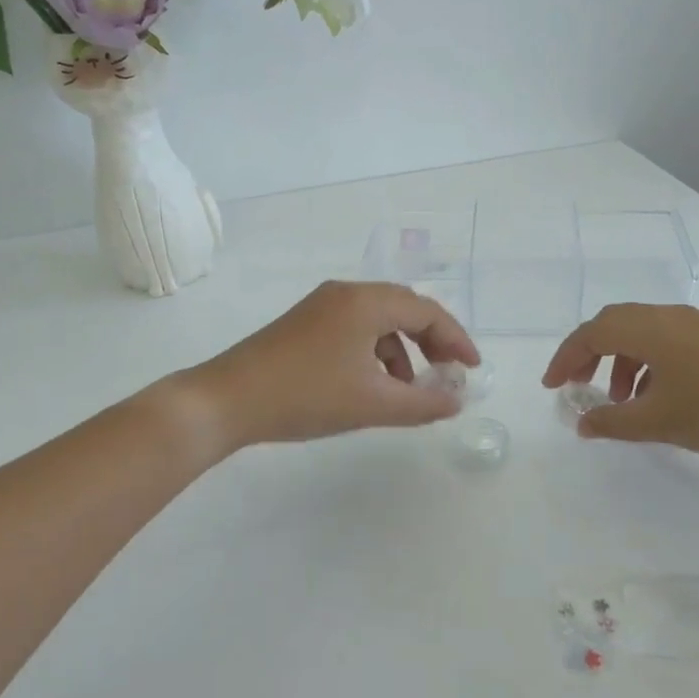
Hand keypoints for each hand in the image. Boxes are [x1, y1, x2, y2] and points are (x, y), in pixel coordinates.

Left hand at [180, 281, 480, 452]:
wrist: (226, 400)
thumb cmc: (306, 396)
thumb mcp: (372, 404)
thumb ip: (422, 403)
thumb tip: (457, 401)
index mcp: (366, 302)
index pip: (427, 311)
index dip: (456, 339)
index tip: (472, 369)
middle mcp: (346, 293)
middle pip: (404, 309)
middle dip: (431, 341)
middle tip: (447, 374)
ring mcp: (321, 306)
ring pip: (378, 320)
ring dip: (402, 350)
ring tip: (407, 389)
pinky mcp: (304, 323)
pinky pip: (355, 329)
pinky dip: (374, 352)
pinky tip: (370, 384)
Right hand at [541, 304, 698, 456]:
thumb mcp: (659, 422)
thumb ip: (613, 422)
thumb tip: (582, 424)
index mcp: (649, 329)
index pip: (591, 333)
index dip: (565, 358)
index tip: (552, 387)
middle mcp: (668, 317)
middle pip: (612, 324)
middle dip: (588, 353)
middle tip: (577, 385)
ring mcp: (693, 325)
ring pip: (639, 332)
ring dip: (619, 361)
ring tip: (620, 400)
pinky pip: (663, 340)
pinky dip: (645, 362)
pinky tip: (654, 396)